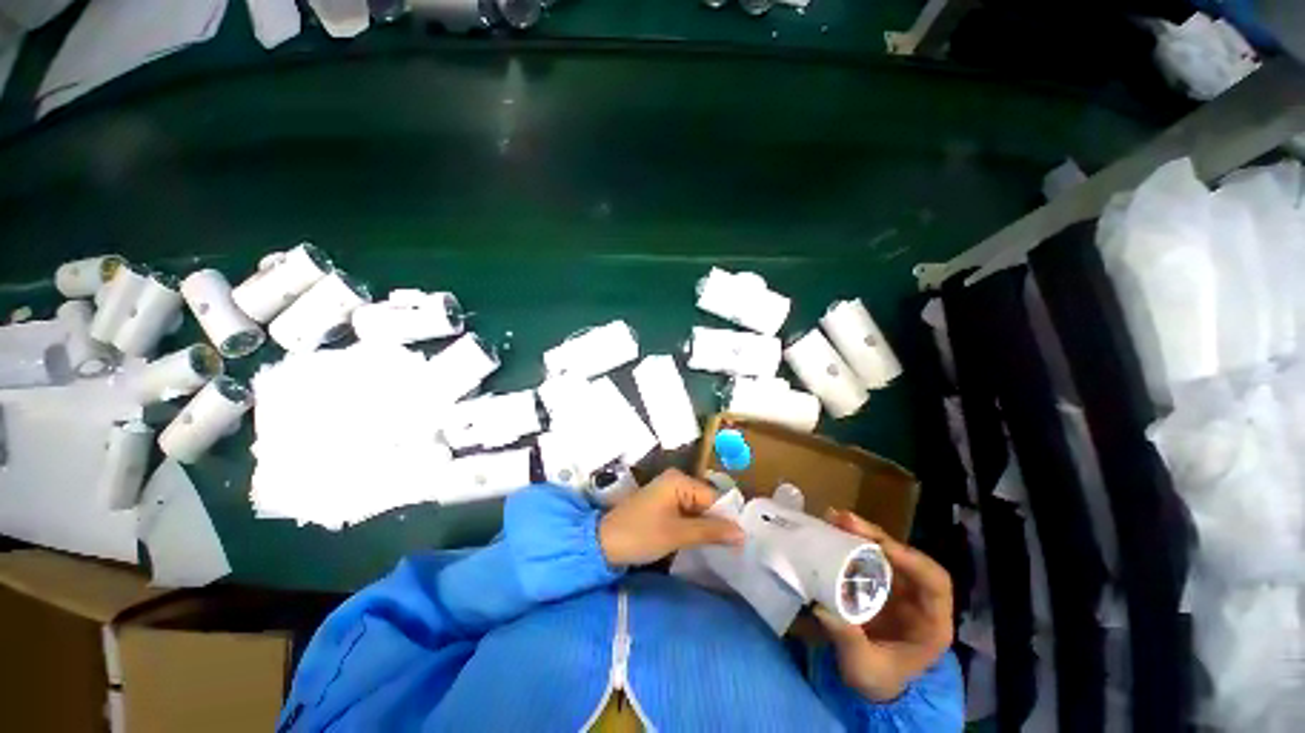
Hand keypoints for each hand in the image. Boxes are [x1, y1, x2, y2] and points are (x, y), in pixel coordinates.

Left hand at [598, 468, 744, 566]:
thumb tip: (742, 533)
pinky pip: (686, 513)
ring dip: (706, 527)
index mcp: (679, 480)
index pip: (714, 497)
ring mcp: (668, 492)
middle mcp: (676, 480)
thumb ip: (710, 531)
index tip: (741, 543)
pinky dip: (693, 527)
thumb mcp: (677, 534)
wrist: (602, 543)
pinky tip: (701, 543)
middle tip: (733, 549)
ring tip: (721, 549)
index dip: (727, 519)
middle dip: (717, 523)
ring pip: (697, 509)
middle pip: (707, 502)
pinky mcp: (663, 504)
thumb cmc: (640, 534)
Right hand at [812, 509, 953, 701]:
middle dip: (877, 537)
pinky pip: (867, 554)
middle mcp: (917, 597)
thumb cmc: (876, 678)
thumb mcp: (864, 669)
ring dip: (861, 532)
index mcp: (931, 622)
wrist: (870, 679)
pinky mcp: (876, 580)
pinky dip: (850, 539)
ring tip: (834, 518)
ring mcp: (896, 586)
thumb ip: (849, 642)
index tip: (883, 548)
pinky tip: (831, 528)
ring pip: (885, 550)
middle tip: (845, 521)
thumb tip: (823, 609)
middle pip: (906, 558)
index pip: (935, 583)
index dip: (913, 562)